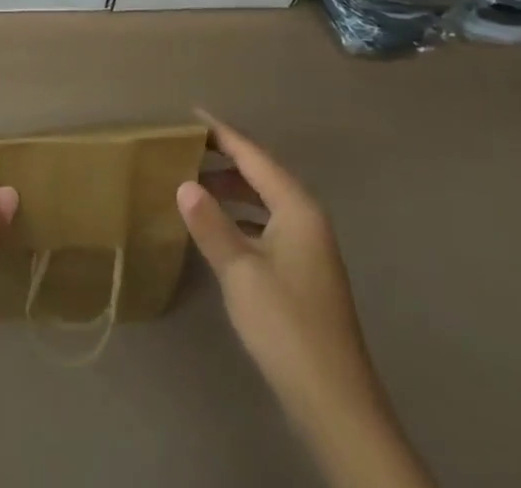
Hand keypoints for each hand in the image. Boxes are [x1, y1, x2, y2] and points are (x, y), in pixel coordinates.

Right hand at [179, 114, 432, 487]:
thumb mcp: (240, 272)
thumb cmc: (287, 326)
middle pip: (261, 174)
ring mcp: (309, 248)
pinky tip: (219, 227)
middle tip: (185, 146)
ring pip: (264, 201)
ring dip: (232, 189)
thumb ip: (211, 224)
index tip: (191, 115)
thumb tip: (185, 184)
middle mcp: (307, 219)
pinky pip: (267, 224)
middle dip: (225, 159)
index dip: (222, 135)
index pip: (254, 157)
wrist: (336, 405)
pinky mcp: (304, 274)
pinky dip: (241, 216)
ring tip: (194, 181)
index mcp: (297, 208)